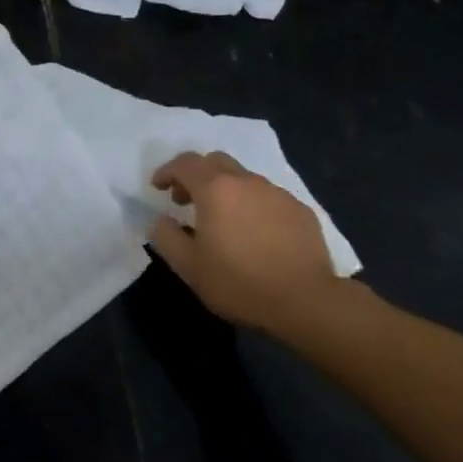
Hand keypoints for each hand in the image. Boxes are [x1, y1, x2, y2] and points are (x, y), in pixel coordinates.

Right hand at [149, 151, 344, 334]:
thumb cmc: (238, 283)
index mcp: (216, 190)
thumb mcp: (188, 267)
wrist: (304, 300)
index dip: (167, 171)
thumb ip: (166, 237)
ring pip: (244, 179)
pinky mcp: (300, 210)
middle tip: (186, 201)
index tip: (158, 187)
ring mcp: (278, 193)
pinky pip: (268, 197)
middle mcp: (247, 182)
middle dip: (195, 175)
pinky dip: (251, 205)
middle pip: (215, 162)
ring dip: (225, 191)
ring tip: (222, 221)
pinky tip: (255, 234)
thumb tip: (161, 221)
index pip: (185, 163)